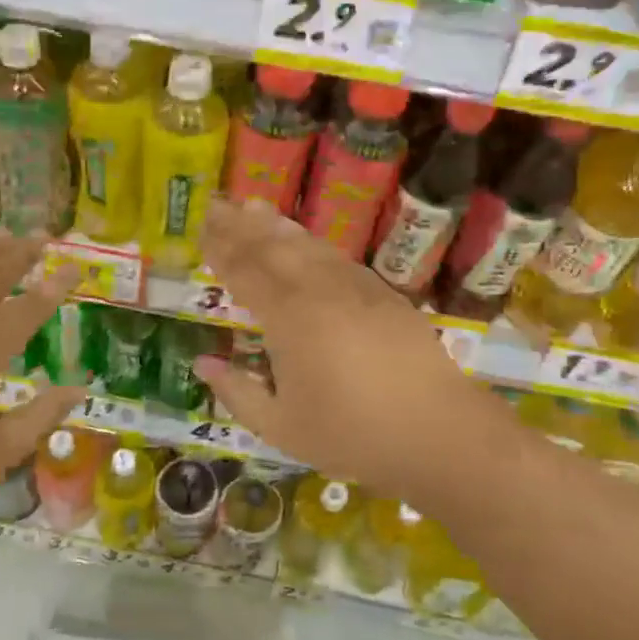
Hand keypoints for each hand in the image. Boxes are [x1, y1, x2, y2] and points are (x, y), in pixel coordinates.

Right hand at [195, 200, 516, 510]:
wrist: (438, 431)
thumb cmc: (352, 434)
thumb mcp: (281, 427)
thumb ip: (237, 393)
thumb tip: (203, 364)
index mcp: (288, 318)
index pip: (244, 271)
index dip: (219, 249)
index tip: (200, 228)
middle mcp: (318, 290)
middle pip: (272, 247)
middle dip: (240, 225)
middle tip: (217, 204)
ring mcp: (354, 287)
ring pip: (306, 245)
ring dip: (276, 226)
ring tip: (253, 208)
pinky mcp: (382, 293)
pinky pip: (336, 256)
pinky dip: (311, 242)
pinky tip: (303, 241)